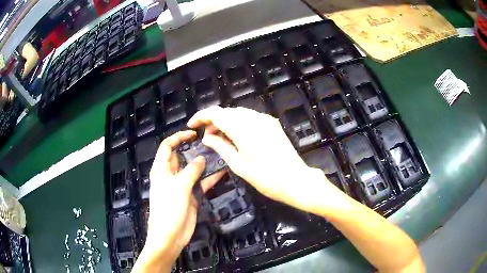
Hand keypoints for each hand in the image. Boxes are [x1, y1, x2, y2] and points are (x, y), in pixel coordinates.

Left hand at [135, 130, 223, 271]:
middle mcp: (171, 175)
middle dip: (193, 150)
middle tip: (210, 144)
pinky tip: (222, 173)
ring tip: (219, 155)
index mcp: (161, 170)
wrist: (170, 236)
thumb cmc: (169, 209)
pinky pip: (201, 184)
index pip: (167, 147)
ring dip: (204, 164)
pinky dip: (210, 179)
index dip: (178, 137)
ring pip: (193, 171)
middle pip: (181, 157)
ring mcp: (182, 186)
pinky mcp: (191, 197)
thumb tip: (201, 158)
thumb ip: (191, 171)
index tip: (193, 134)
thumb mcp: (179, 187)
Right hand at [187, 106, 335, 212]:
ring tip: (219, 138)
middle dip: (214, 121)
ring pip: (238, 113)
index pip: (216, 113)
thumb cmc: (266, 178)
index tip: (192, 125)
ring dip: (226, 122)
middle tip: (207, 137)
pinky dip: (238, 123)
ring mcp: (265, 120)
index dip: (201, 116)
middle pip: (227, 112)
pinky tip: (236, 136)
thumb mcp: (239, 165)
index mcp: (243, 128)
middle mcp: (254, 118)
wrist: (296, 180)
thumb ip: (221, 147)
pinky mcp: (272, 124)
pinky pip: (250, 118)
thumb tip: (206, 137)